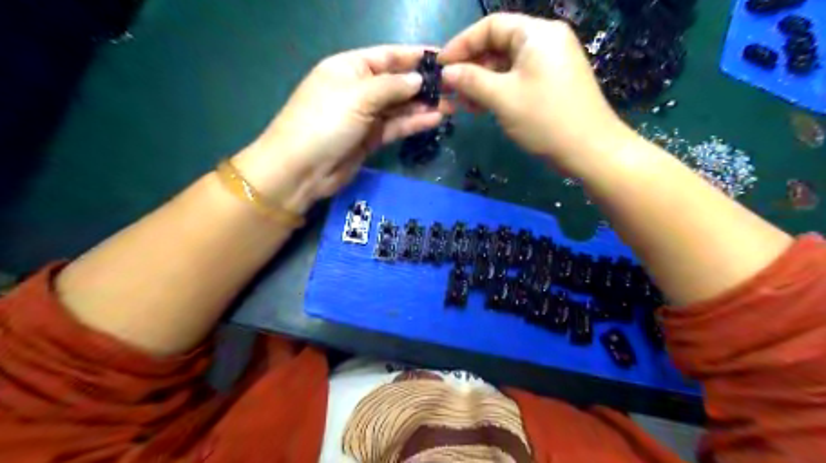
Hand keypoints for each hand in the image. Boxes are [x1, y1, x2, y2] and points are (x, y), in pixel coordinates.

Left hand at [232, 46, 444, 210]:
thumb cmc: (325, 122)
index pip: (387, 56)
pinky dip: (414, 123)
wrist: (302, 170)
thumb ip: (392, 87)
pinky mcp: (370, 139)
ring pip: (399, 107)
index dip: (414, 56)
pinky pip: (396, 126)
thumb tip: (419, 79)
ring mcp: (365, 116)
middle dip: (424, 84)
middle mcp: (359, 89)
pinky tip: (435, 119)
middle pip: (396, 82)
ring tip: (453, 104)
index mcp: (349, 68)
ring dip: (423, 105)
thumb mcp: (358, 97)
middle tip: (455, 86)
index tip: (443, 58)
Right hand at [442, 12, 633, 174]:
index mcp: (537, 34)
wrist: (590, 150)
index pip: (491, 26)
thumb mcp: (503, 98)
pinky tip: (482, 107)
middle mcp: (546, 40)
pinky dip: (498, 90)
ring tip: (463, 104)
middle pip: (498, 44)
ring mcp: (551, 62)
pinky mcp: (552, 82)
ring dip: (482, 82)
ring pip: (506, 65)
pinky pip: (518, 78)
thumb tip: (446, 73)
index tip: (441, 66)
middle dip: (471, 67)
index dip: (461, 44)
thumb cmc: (545, 119)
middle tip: (450, 90)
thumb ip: (471, 80)